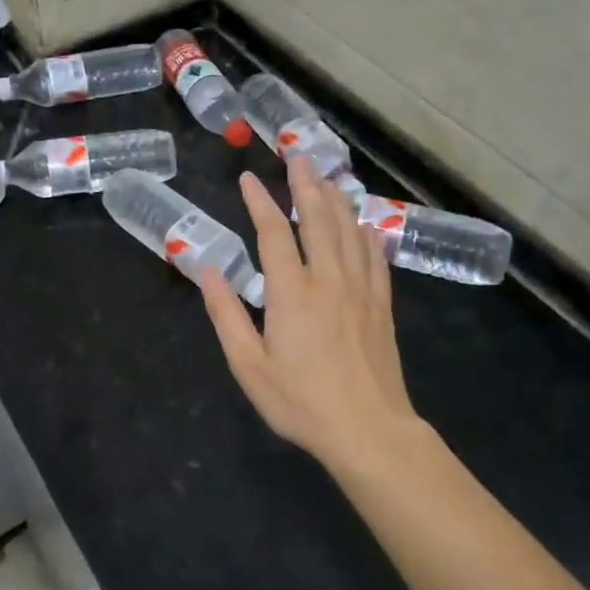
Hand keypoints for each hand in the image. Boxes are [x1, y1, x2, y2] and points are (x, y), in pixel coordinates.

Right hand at [200, 158, 419, 467]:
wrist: (369, 430)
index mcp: (292, 292)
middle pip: (318, 220)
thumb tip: (208, 270)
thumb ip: (226, 315)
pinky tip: (364, 223)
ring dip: (337, 200)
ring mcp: (360, 290)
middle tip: (298, 158)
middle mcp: (328, 280)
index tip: (249, 179)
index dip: (260, 202)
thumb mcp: (249, 365)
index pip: (274, 233)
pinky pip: (375, 257)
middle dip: (306, 186)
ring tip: (327, 178)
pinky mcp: (381, 305)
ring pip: (350, 232)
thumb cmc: (302, 402)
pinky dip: (367, 234)